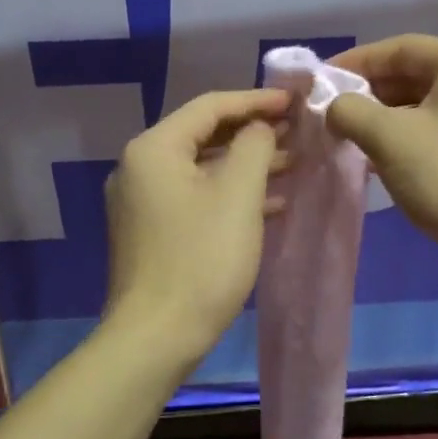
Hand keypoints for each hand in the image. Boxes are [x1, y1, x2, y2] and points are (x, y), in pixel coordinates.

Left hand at [103, 88, 289, 363]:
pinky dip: (229, 193)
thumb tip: (259, 127)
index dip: (255, 100)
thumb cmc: (201, 260)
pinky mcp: (151, 230)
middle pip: (203, 135)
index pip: (210, 106)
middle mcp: (139, 167)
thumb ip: (255, 146)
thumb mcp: (238, 195)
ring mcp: (142, 201)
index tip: (294, 102)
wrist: (155, 338)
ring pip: (201, 168)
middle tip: (297, 131)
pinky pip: (194, 196)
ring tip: (292, 163)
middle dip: (253, 133)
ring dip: (245, 164)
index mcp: (154, 148)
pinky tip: (268, 203)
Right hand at [325, 35, 437, 271]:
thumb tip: (335, 107)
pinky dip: (405, 141)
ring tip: (347, 141)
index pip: (397, 48)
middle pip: (410, 75)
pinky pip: (435, 132)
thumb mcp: (391, 139)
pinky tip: (379, 163)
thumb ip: (351, 112)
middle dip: (367, 95)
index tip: (319, 82)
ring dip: (383, 121)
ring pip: (421, 107)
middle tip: (329, 116)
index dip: (354, 62)